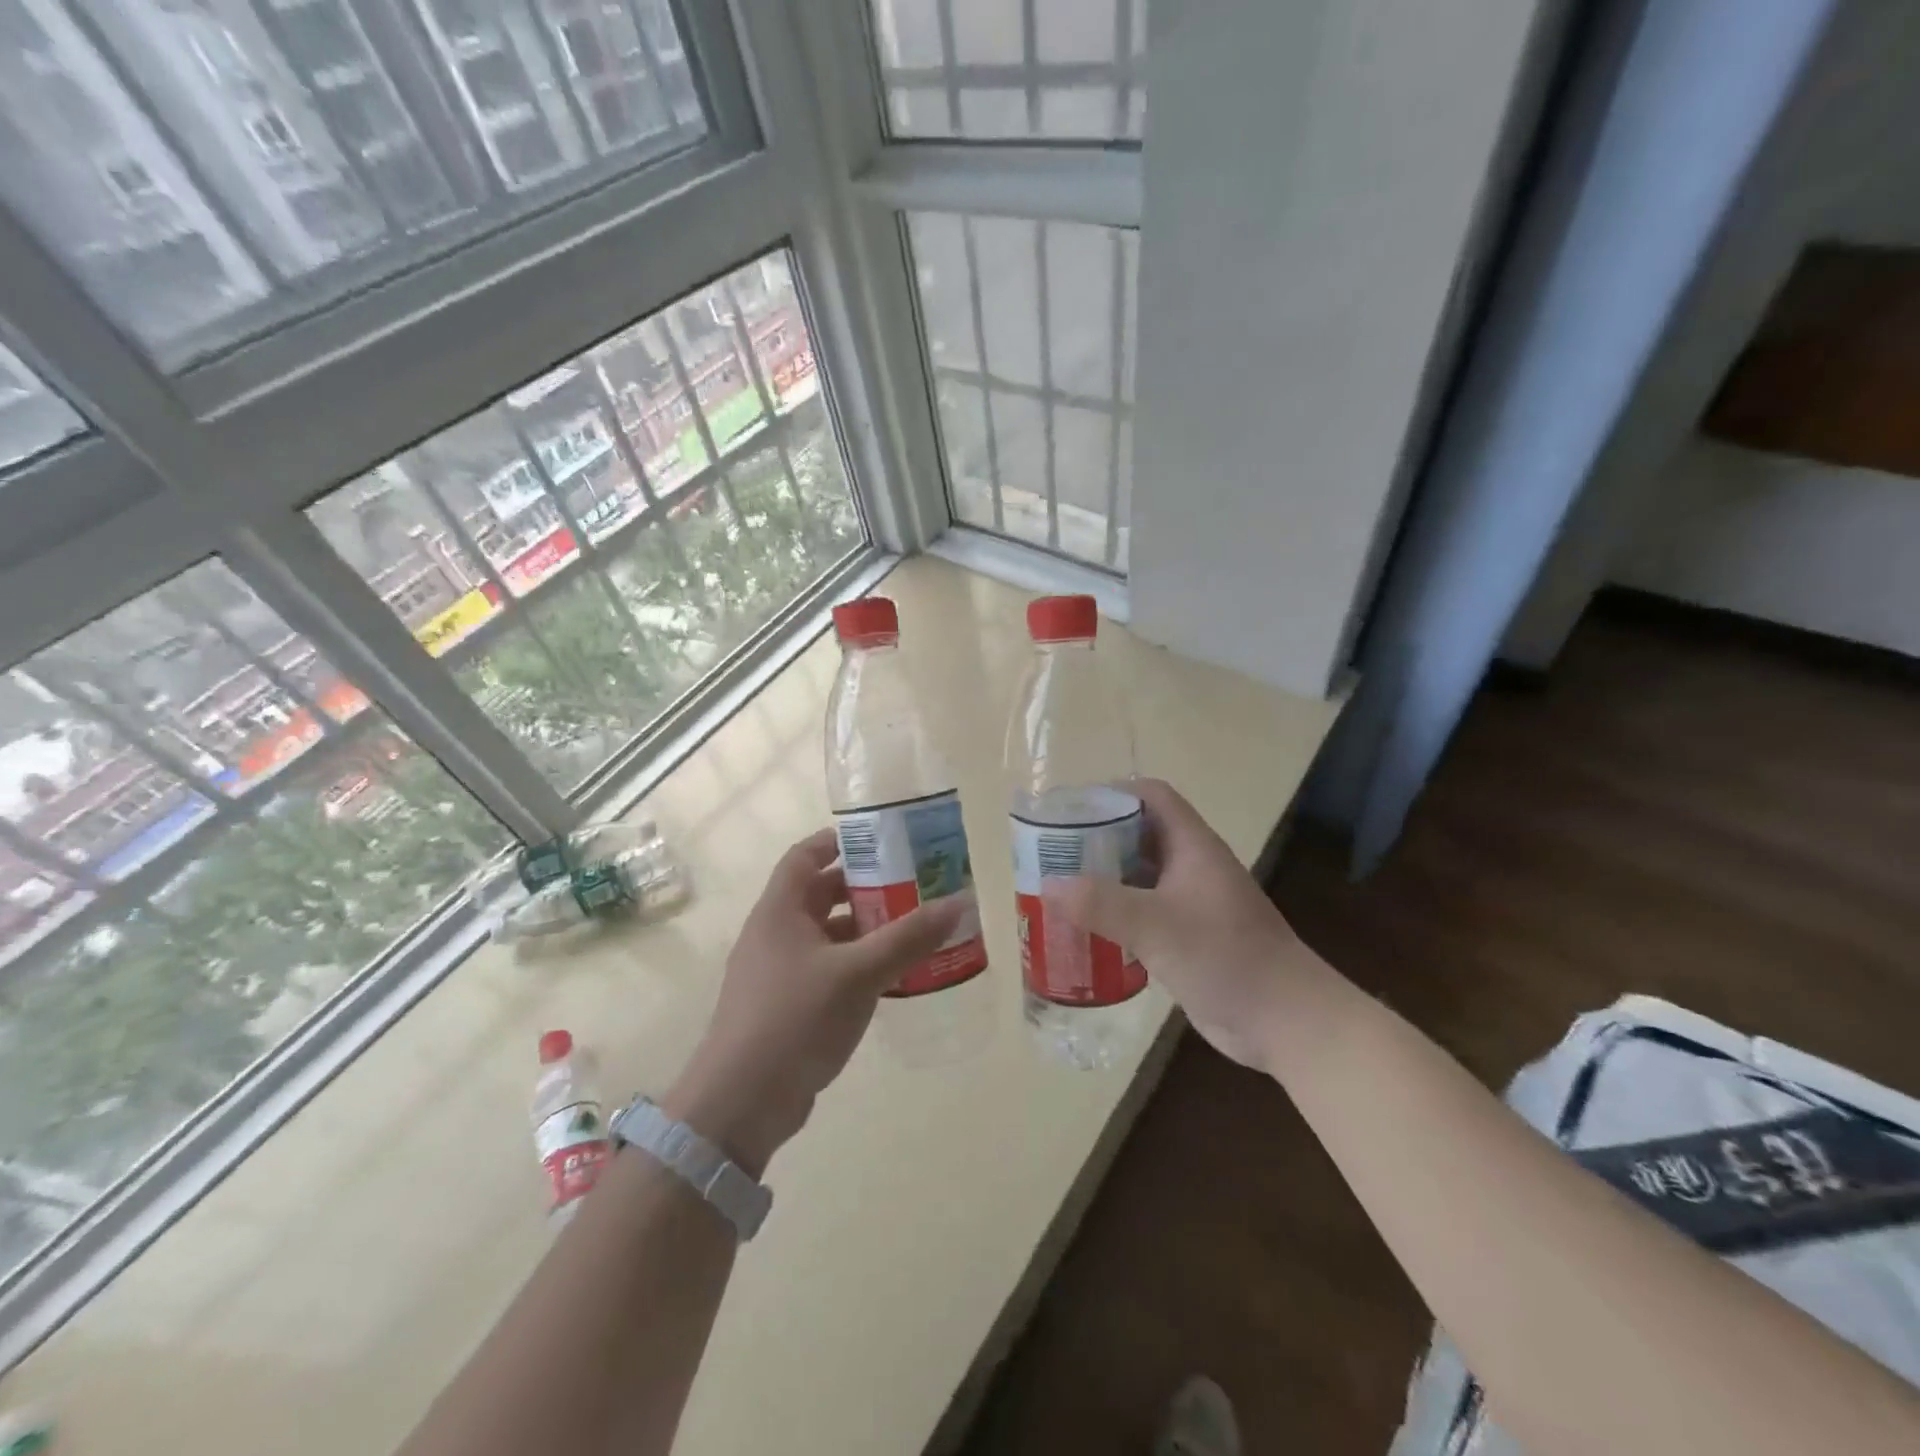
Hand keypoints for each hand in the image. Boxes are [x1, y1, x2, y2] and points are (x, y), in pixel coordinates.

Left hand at [665, 829, 963, 1175]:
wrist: (742, 1103)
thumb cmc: (795, 1019)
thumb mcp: (859, 973)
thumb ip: (908, 938)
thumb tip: (958, 902)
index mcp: (779, 911)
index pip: (805, 855)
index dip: (838, 841)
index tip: (881, 838)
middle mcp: (775, 934)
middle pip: (819, 893)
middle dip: (863, 886)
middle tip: (911, 883)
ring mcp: (778, 972)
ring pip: (826, 934)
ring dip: (864, 928)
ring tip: (911, 926)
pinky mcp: (787, 1006)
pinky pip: (827, 969)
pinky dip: (857, 963)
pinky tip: (891, 974)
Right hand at [1052, 778, 1315, 1070]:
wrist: (1285, 1020)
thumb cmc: (1226, 958)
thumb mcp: (1157, 926)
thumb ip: (1101, 904)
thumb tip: (1047, 885)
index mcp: (1192, 847)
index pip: (1152, 797)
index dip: (1113, 793)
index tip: (1070, 808)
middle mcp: (1191, 867)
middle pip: (1139, 835)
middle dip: (1097, 838)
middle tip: (1052, 852)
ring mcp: (1191, 904)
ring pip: (1139, 876)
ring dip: (1103, 878)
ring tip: (1058, 887)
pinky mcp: (1187, 938)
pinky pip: (1143, 913)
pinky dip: (1115, 914)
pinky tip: (1085, 930)